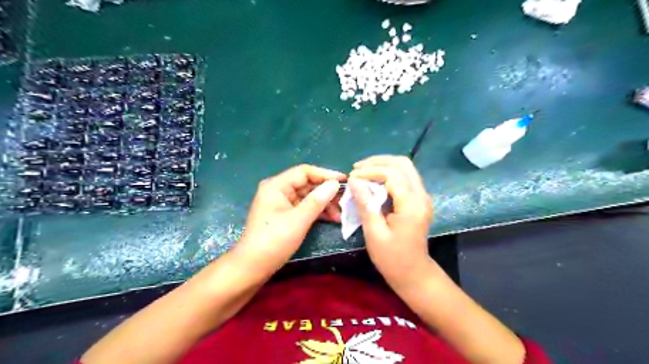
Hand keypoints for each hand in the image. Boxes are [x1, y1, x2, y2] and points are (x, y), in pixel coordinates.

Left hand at [232, 165, 343, 274]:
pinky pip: (304, 207)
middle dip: (326, 192)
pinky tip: (331, 219)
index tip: (345, 181)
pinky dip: (317, 212)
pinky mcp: (284, 215)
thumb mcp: (298, 220)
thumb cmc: (274, 241)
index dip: (326, 174)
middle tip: (345, 200)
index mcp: (277, 186)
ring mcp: (281, 203)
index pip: (305, 172)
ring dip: (324, 203)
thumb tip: (335, 183)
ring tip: (340, 214)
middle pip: (307, 184)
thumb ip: (317, 200)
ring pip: (307, 197)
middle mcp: (278, 190)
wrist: (252, 267)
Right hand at [348, 155, 431, 289]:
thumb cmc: (392, 258)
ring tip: (362, 171)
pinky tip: (373, 179)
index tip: (351, 176)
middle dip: (378, 161)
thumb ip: (365, 204)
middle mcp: (421, 195)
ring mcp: (422, 196)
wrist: (413, 273)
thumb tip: (354, 180)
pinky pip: (405, 176)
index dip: (370, 170)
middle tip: (356, 169)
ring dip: (383, 165)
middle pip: (403, 164)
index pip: (393, 174)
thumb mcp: (374, 233)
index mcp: (412, 205)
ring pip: (405, 167)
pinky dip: (388, 173)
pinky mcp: (418, 199)